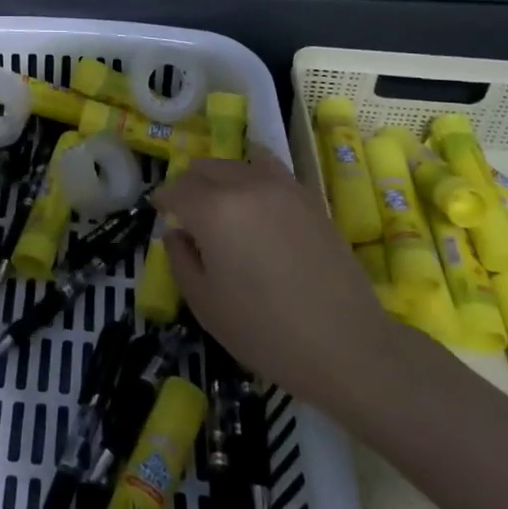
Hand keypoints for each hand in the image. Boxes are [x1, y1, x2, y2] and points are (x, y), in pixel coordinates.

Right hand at [156, 147, 388, 404]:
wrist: (347, 345)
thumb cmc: (266, 332)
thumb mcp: (206, 304)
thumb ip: (181, 260)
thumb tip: (177, 234)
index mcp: (213, 211)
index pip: (177, 189)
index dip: (163, 200)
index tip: (160, 213)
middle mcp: (245, 186)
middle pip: (205, 168)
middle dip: (189, 185)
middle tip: (188, 214)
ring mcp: (280, 187)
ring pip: (237, 163)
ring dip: (220, 178)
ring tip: (222, 205)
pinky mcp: (307, 196)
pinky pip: (270, 168)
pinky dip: (253, 171)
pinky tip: (254, 190)